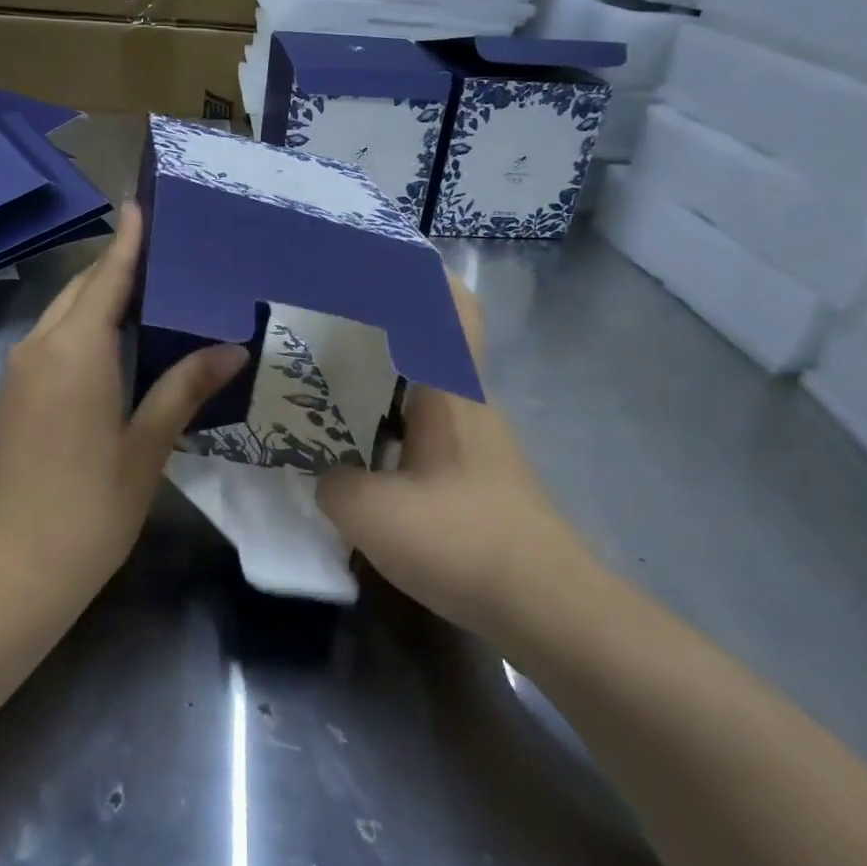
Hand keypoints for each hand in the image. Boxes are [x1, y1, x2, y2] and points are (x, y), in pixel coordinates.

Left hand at [0, 201, 248, 593]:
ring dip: (103, 298)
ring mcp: (22, 373)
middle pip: (82, 290)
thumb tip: (230, 348)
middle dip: (120, 266)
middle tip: (172, 254)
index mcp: (75, 350)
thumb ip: (182, 389)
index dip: (129, 241)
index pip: (107, 278)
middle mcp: (42, 348)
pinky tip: (123, 344)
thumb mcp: (145, 447)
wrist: (4, 574)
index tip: (145, 203)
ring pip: (65, 315)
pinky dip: (88, 328)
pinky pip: (56, 342)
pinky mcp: (17, 398)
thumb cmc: (85, 510)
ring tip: (156, 292)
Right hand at [315, 277, 594, 645]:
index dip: (423, 275)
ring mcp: (473, 443)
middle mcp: (467, 405)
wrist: (545, 607)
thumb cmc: (463, 540)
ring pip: (422, 389)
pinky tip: (352, 448)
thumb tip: (324, 475)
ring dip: (380, 380)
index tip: (378, 258)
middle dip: (379, 326)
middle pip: (429, 343)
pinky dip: (387, 424)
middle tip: (321, 323)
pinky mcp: (472, 478)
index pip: (452, 309)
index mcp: (452, 391)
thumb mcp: (372, 513)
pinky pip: (421, 430)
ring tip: (324, 380)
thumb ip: (332, 482)